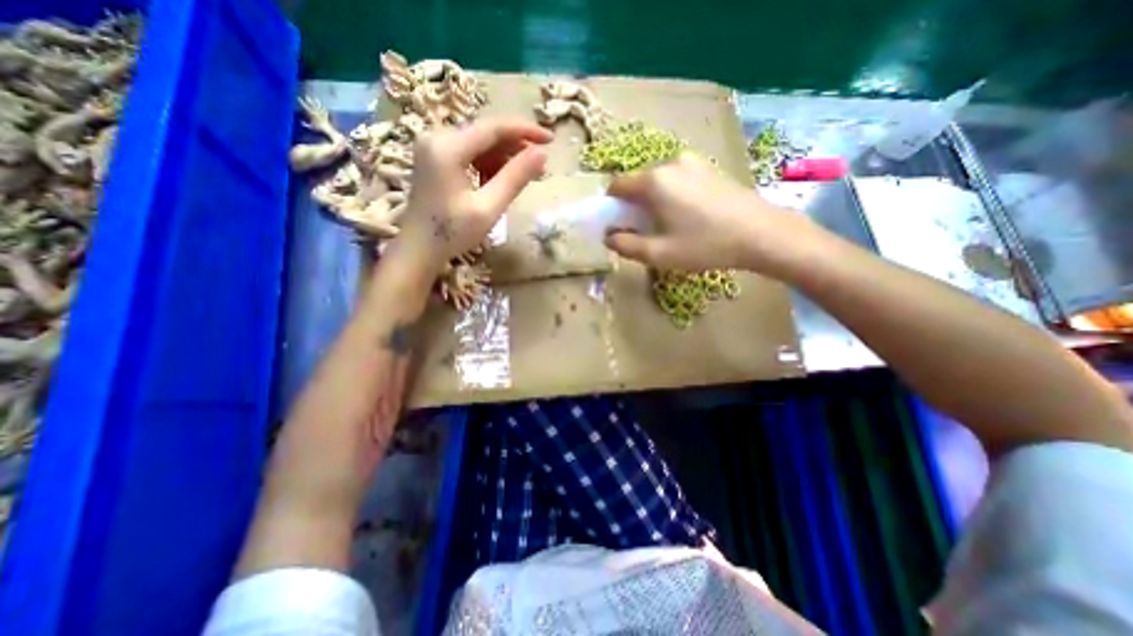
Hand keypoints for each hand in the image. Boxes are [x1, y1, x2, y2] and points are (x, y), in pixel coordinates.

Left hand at [386, 119, 554, 276]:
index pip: (494, 127)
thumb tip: (541, 154)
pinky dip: (488, 164)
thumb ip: (514, 178)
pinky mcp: (435, 158)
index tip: (550, 140)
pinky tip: (498, 182)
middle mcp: (437, 137)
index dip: (525, 131)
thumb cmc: (452, 232)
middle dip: (515, 147)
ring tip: (523, 177)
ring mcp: (434, 146)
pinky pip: (469, 153)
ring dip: (503, 158)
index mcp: (448, 147)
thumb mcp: (488, 208)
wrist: (418, 248)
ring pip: (479, 143)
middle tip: (540, 167)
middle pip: (486, 133)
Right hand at [605, 154, 809, 276]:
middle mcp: (671, 163)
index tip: (620, 226)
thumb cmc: (705, 245)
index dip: (612, 206)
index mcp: (654, 181)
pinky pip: (678, 180)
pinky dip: (672, 196)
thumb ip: (626, 245)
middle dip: (634, 206)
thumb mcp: (659, 253)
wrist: (762, 234)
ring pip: (658, 182)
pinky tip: (688, 216)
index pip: (617, 185)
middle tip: (646, 231)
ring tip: (669, 226)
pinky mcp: (709, 168)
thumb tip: (609, 237)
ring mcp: (693, 162)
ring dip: (654, 202)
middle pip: (638, 183)